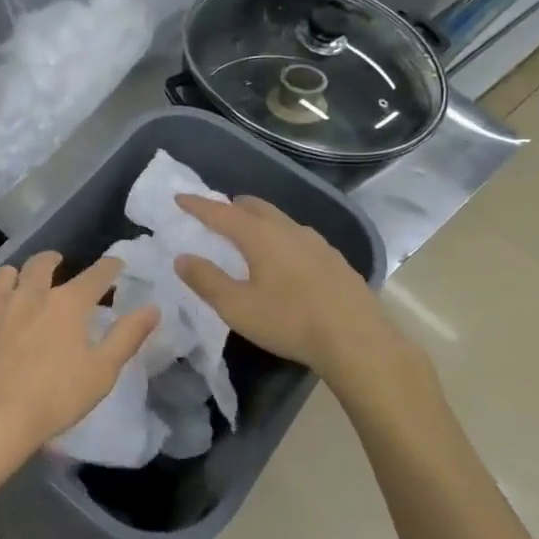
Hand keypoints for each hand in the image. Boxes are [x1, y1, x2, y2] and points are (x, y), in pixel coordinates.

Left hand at [0, 251, 158, 472]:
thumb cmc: (55, 396)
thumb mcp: (102, 371)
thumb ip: (127, 336)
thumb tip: (152, 308)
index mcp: (66, 303)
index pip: (94, 275)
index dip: (108, 267)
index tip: (115, 264)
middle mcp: (29, 295)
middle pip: (41, 264)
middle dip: (52, 259)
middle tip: (57, 261)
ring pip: (4, 276)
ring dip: (16, 275)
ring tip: (19, 282)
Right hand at [172, 193, 419, 399]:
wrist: (359, 341)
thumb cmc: (290, 321)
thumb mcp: (237, 307)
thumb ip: (206, 280)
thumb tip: (182, 258)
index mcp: (260, 236)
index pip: (221, 213)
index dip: (198, 205)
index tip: (179, 197)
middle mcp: (289, 230)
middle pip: (255, 207)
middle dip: (231, 206)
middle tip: (215, 214)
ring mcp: (317, 243)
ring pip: (280, 220)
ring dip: (259, 221)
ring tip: (248, 236)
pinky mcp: (335, 260)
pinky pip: (299, 238)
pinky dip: (281, 238)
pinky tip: (285, 260)